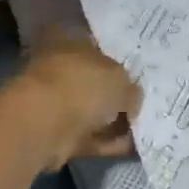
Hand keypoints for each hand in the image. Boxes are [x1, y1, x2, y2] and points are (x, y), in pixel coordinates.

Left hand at [19, 32, 141, 168]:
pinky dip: (109, 142)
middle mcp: (59, 69)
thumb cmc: (82, 85)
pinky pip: (91, 136)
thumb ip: (130, 88)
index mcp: (68, 42)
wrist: (44, 126)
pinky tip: (133, 146)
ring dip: (114, 120)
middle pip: (93, 81)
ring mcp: (55, 104)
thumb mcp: (121, 79)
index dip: (116, 57)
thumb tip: (130, 100)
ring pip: (91, 111)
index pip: (94, 44)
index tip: (136, 72)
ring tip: (143, 127)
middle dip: (115, 93)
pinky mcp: (57, 134)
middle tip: (143, 102)